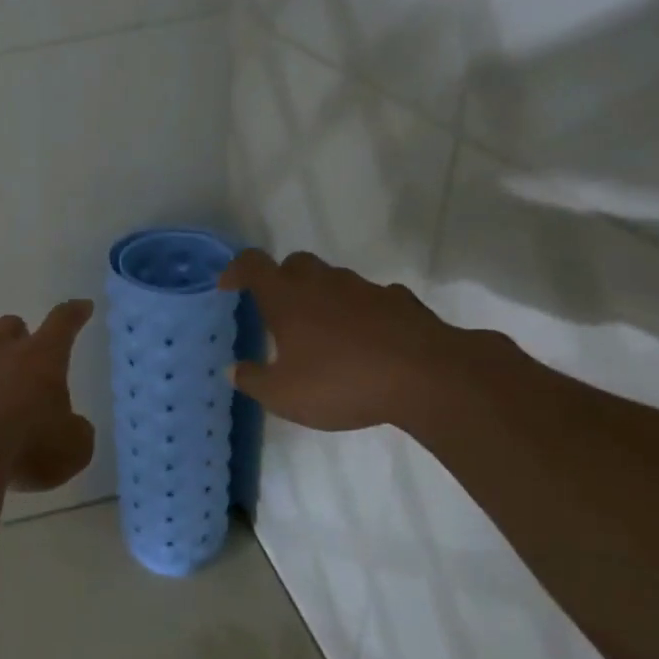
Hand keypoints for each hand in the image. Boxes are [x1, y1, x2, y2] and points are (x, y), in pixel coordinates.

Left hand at [0, 300, 96, 491]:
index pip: (62, 325)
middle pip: (8, 327)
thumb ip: (75, 435)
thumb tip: (72, 429)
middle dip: (17, 335)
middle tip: (22, 355)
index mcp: (39, 359)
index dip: (74, 315)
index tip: (81, 306)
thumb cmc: (23, 445)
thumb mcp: (71, 451)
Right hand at [219, 249, 462, 432]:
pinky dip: (362, 312)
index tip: (229, 287)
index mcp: (287, 298)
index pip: (253, 264)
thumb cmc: (341, 382)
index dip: (236, 270)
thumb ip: (253, 380)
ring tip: (323, 332)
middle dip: (282, 279)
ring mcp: (366, 289)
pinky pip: (373, 299)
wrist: (429, 377)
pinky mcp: (402, 302)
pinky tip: (367, 339)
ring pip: (335, 279)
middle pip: (295, 263)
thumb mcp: (283, 395)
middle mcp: (323, 283)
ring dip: (323, 296)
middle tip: (278, 310)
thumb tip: (234, 369)